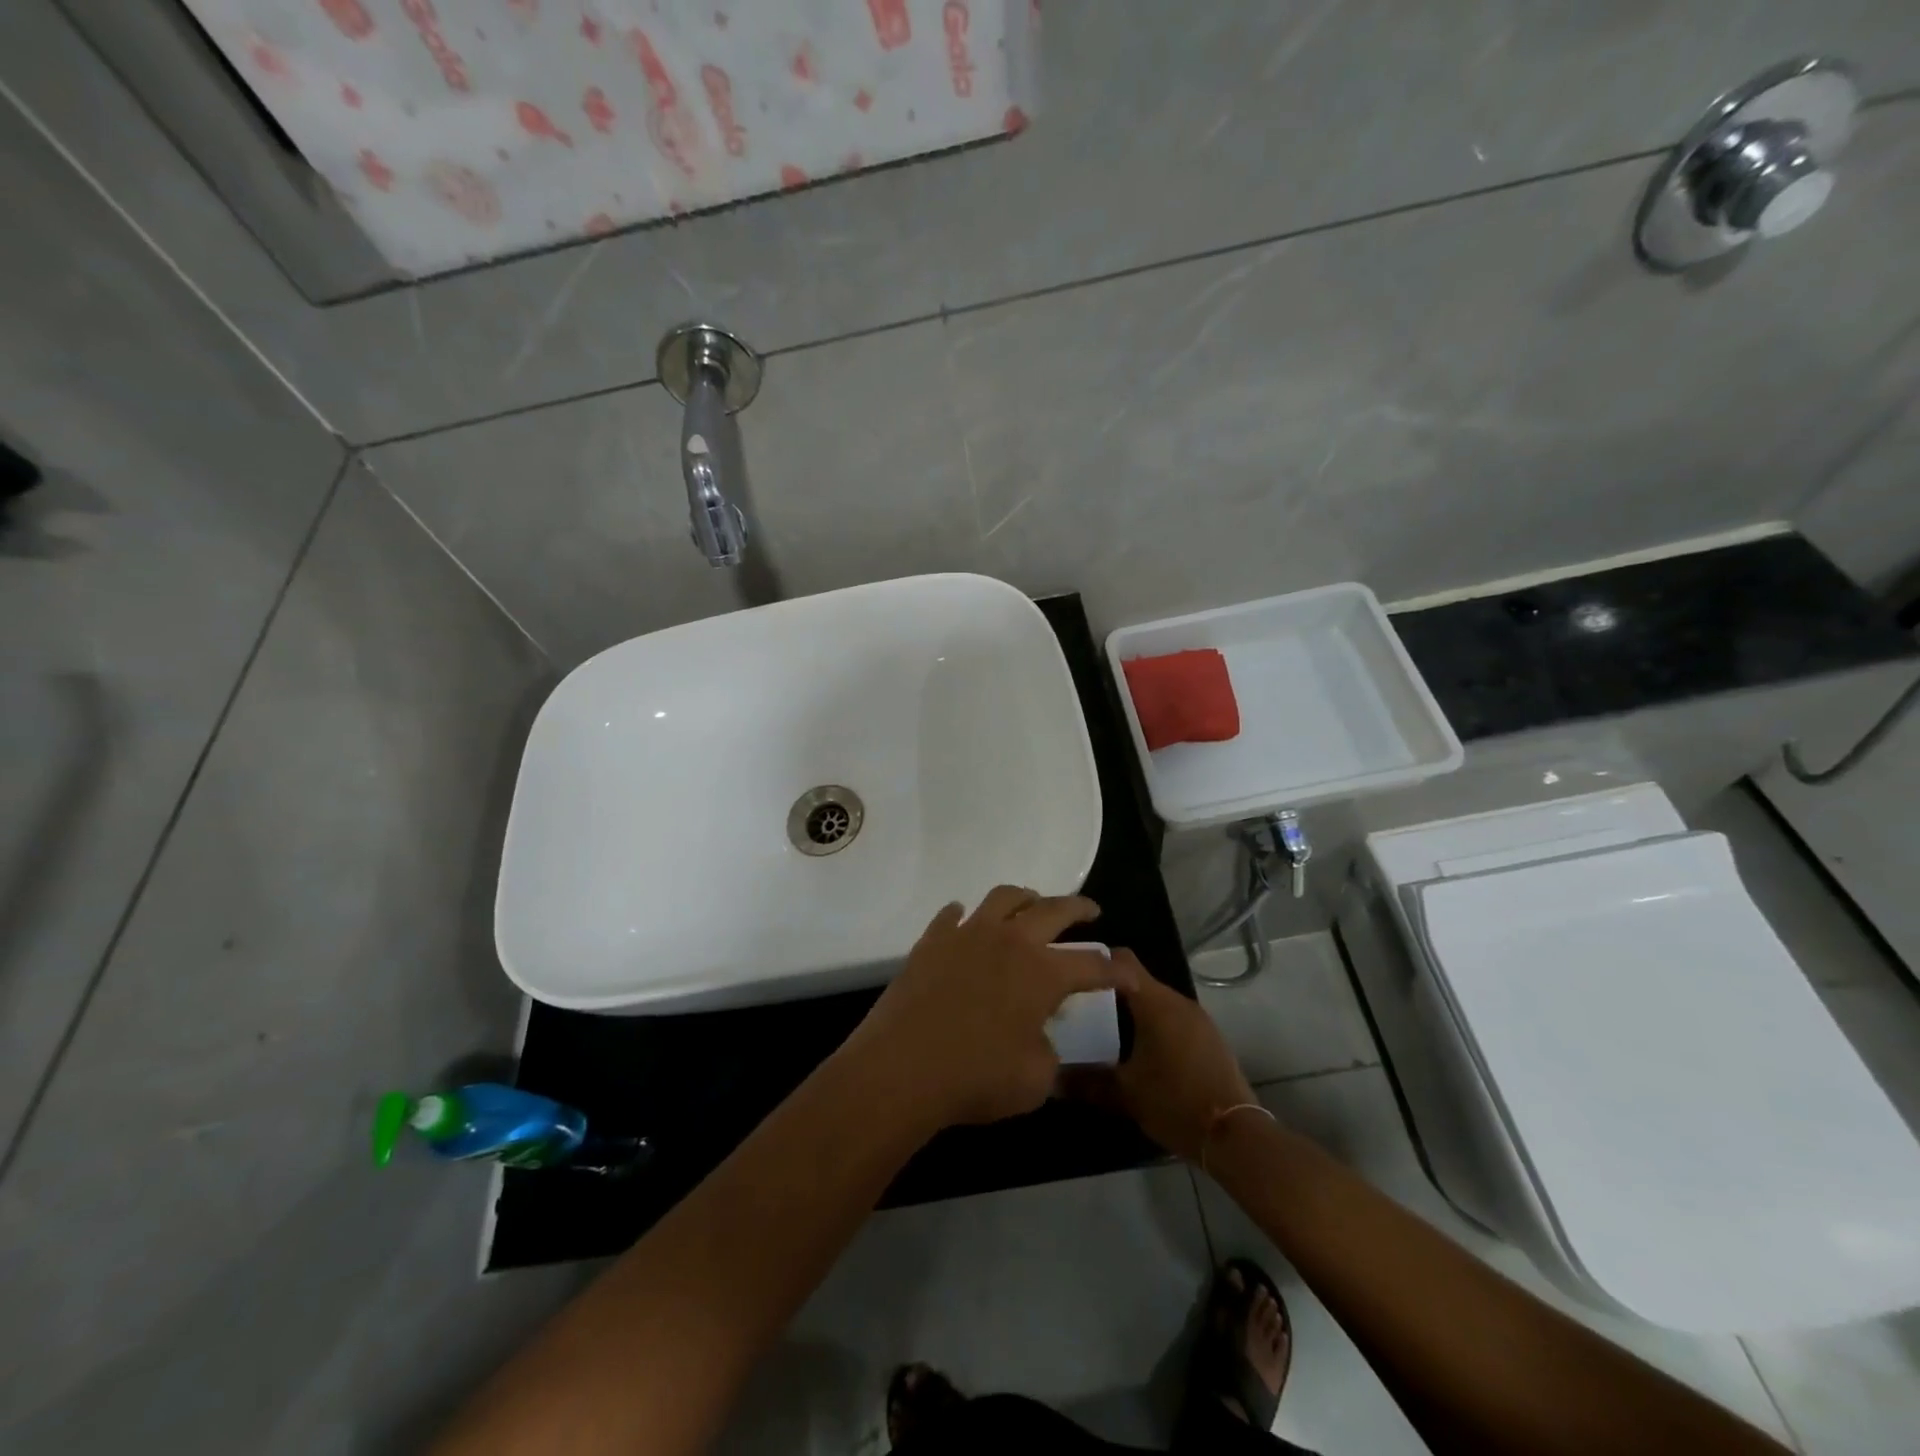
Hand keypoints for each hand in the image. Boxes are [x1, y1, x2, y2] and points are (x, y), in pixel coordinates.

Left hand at [842, 886, 1137, 1130]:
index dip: (1114, 970)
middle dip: (1078, 908)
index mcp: (1043, 972)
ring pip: (1003, 897)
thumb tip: (1039, 1038)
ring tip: (1032, 903)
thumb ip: (1048, 1053)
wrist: (902, 1067)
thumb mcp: (1034, 1081)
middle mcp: (1010, 941)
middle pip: (1053, 910)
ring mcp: (968, 934)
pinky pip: (951, 915)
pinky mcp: (932, 941)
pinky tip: (963, 919)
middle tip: (1089, 911)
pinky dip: (963, 915)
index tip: (1127, 973)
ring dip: (1025, 897)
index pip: (1091, 965)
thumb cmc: (976, 1077)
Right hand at [1067, 963, 1254, 1161]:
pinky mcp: (1209, 1039)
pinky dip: (1153, 1026)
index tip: (1071, 973)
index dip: (1095, 961)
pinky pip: (1173, 1019)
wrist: (1235, 1135)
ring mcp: (1198, 1019)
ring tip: (1104, 1030)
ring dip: (1132, 1011)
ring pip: (1156, 1001)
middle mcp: (1178, 1001)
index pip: (1121, 959)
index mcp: (1155, 1002)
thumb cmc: (1174, 1101)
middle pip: (1138, 980)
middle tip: (1080, 1008)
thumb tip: (1052, 1078)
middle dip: (1110, 990)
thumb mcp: (1124, 1093)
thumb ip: (1085, 1081)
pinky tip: (1138, 1051)